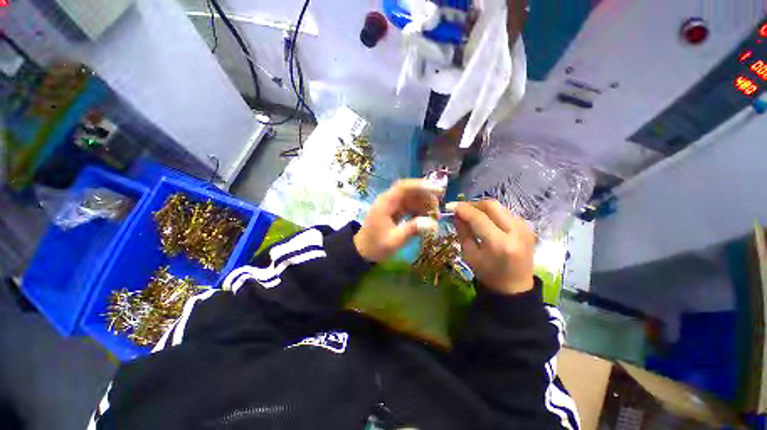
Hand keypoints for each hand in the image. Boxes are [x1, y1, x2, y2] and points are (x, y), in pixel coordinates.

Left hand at [354, 179, 441, 261]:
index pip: (403, 187)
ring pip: (411, 198)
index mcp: (385, 203)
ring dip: (424, 204)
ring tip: (435, 216)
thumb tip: (432, 224)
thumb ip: (412, 230)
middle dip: (426, 197)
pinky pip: (409, 206)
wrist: (362, 251)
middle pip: (409, 191)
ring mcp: (391, 205)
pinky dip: (419, 210)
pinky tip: (426, 218)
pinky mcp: (394, 211)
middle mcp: (388, 200)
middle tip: (438, 209)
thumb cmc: (375, 246)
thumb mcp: (394, 241)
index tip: (437, 190)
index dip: (421, 186)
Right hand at [448, 200, 534, 294]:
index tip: (451, 206)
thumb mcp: (469, 254)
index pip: (478, 218)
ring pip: (499, 207)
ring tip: (471, 215)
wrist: (515, 286)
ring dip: (483, 208)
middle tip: (461, 209)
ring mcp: (525, 228)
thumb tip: (456, 214)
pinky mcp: (528, 227)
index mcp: (499, 244)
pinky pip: (506, 213)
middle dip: (473, 204)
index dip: (463, 209)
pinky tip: (485, 221)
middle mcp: (515, 232)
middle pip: (492, 205)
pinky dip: (492, 213)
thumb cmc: (488, 273)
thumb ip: (463, 231)